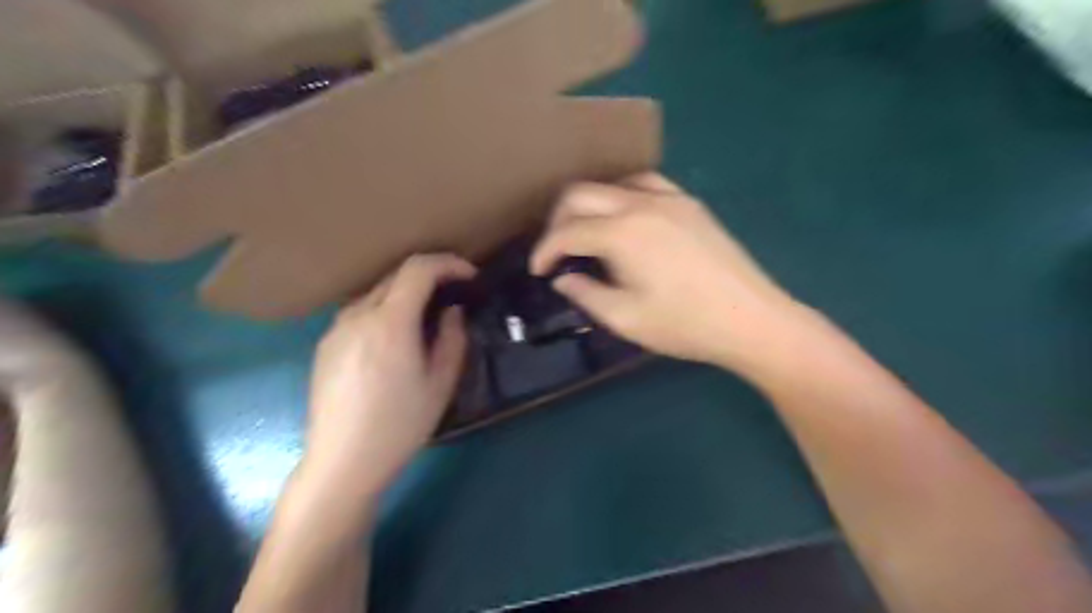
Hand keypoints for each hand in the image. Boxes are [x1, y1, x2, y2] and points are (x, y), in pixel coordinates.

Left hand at [300, 252, 475, 501]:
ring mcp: (336, 328)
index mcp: (390, 322)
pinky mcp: (325, 344)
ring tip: (426, 318)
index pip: (419, 268)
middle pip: (396, 275)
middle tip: (455, 296)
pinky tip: (395, 340)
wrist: (342, 462)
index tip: (470, 277)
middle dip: (431, 277)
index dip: (449, 263)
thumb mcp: (441, 383)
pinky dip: (385, 311)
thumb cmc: (400, 425)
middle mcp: (358, 315)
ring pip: (377, 293)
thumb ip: (453, 338)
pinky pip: (361, 312)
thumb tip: (452, 311)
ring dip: (406, 294)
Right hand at [535, 170, 803, 374]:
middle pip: (581, 194)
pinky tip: (625, 220)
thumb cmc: (685, 325)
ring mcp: (670, 198)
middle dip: (558, 221)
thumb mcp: (625, 319)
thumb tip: (563, 278)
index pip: (567, 231)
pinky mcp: (690, 204)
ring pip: (612, 184)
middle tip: (556, 252)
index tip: (538, 270)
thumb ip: (585, 294)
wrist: (751, 320)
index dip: (544, 250)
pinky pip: (645, 185)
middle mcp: (641, 204)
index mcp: (622, 233)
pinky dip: (622, 197)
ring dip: (589, 205)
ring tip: (587, 234)